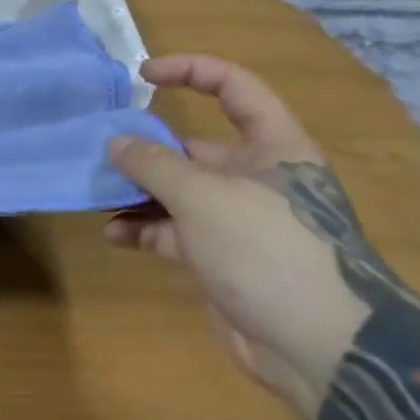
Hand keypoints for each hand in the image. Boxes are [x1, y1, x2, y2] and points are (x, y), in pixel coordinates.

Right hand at [106, 55, 404, 419]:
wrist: (321, 348)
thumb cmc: (267, 248)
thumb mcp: (203, 195)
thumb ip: (153, 163)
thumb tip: (116, 143)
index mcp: (272, 145)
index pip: (233, 87)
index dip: (189, 71)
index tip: (142, 76)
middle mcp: (257, 177)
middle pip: (194, 145)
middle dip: (147, 146)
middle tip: (102, 150)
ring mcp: (239, 220)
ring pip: (179, 191)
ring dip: (139, 191)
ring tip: (98, 191)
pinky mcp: (222, 258)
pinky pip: (174, 232)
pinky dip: (145, 229)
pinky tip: (114, 234)